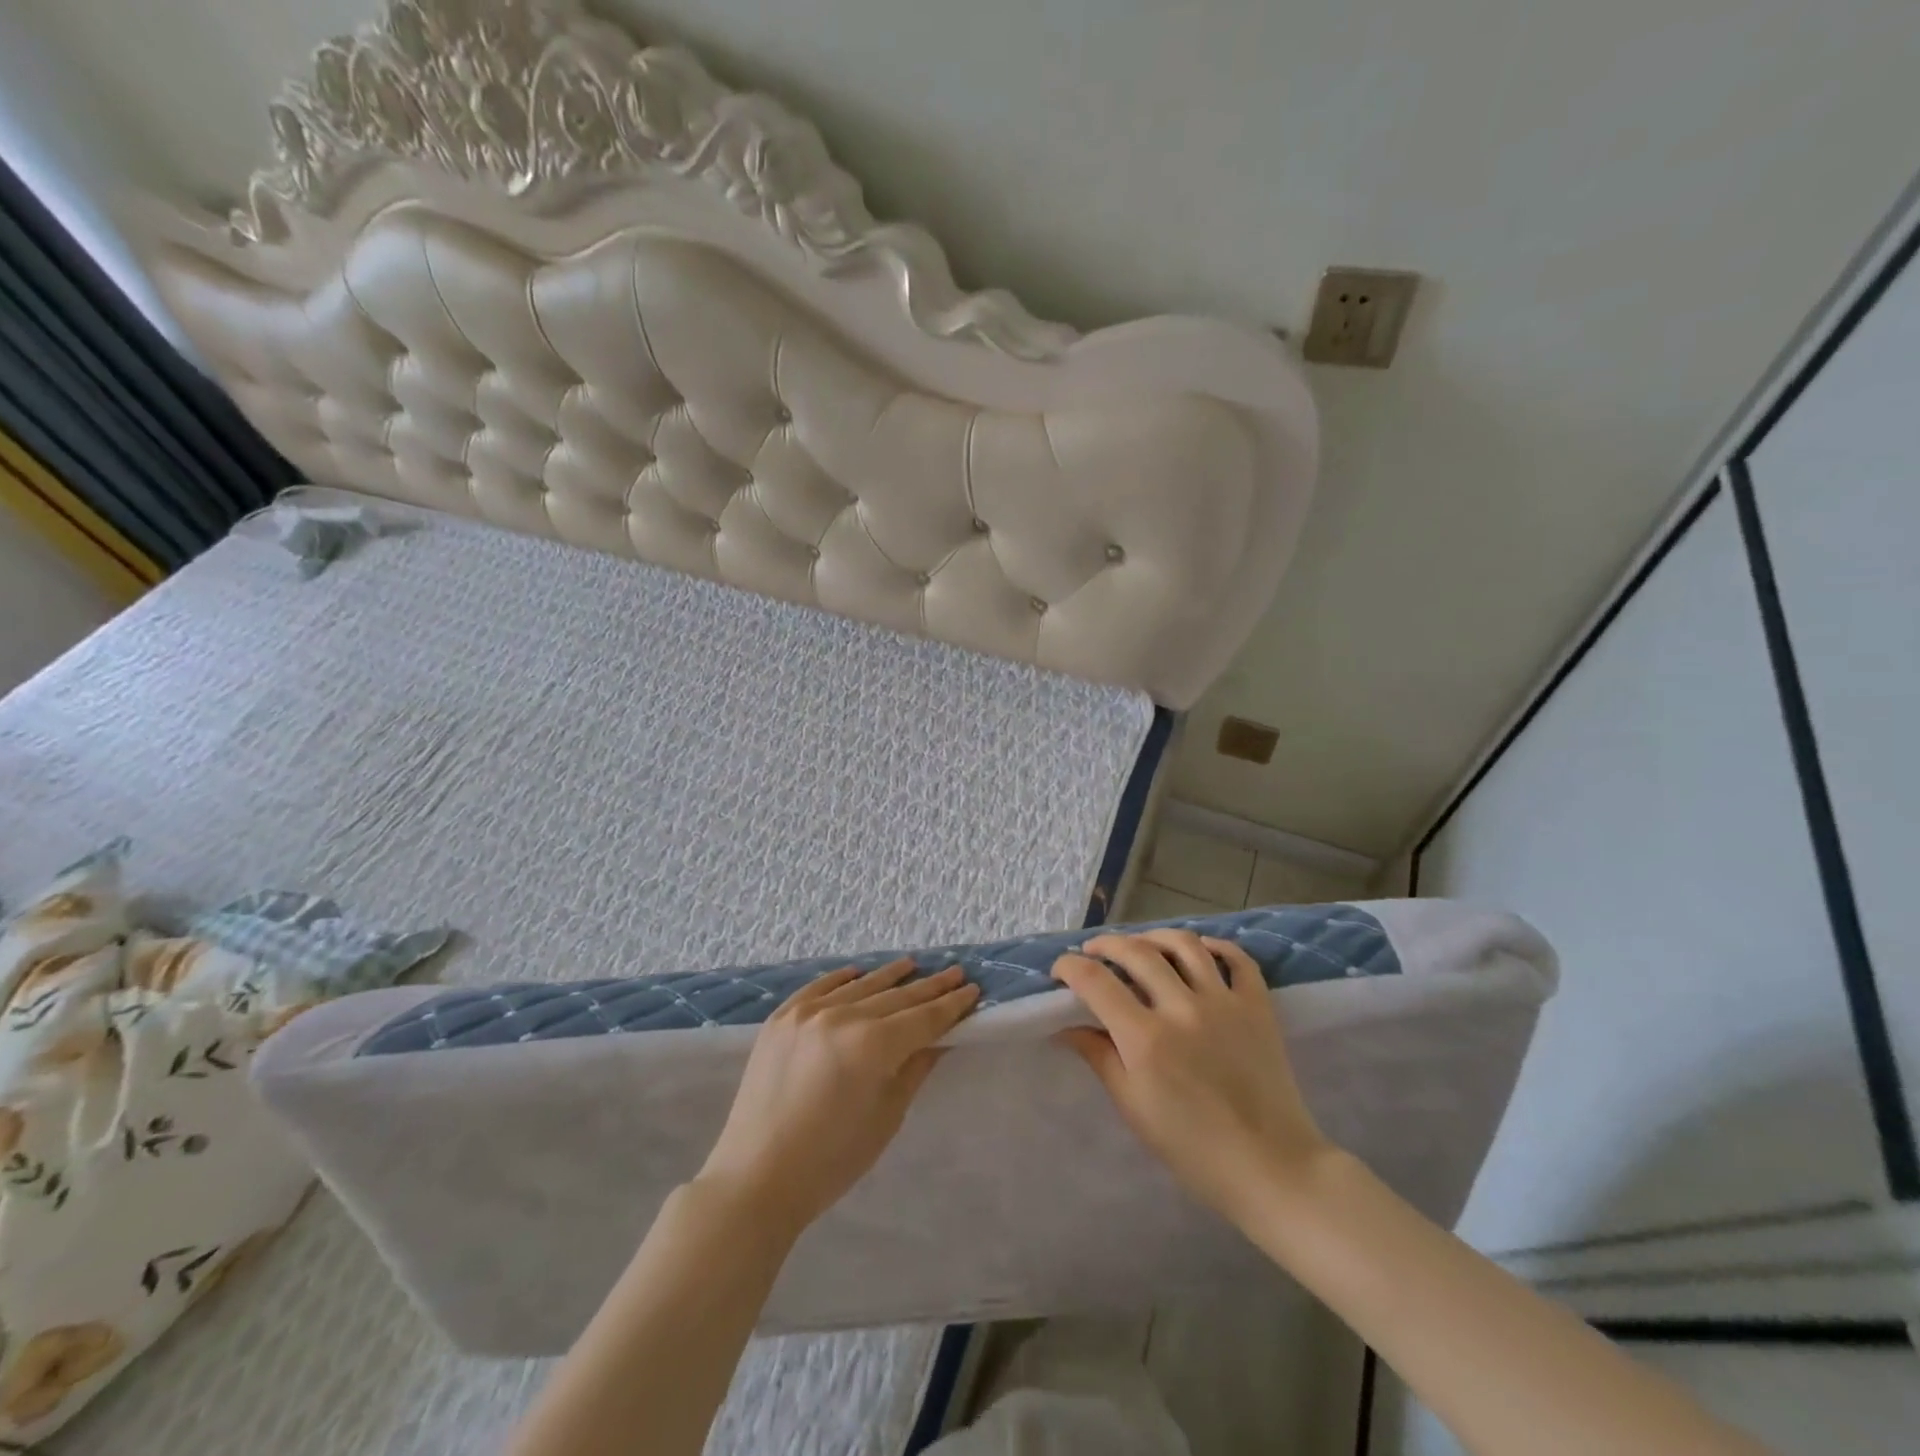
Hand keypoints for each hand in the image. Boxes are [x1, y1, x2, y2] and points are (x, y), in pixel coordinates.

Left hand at [696, 960, 979, 1237]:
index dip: (951, 1005)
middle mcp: (841, 1016)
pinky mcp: (781, 1018)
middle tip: (955, 972)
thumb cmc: (831, 1160)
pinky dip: (842, 978)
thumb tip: (939, 1038)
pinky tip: (859, 972)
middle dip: (928, 986)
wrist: (756, 1177)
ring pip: (860, 986)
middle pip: (896, 997)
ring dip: (890, 975)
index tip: (972, 989)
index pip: (923, 1018)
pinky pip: (819, 986)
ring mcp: (807, 1013)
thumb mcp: (886, 1116)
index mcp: (872, 1045)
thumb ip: (915, 1068)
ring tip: (913, 964)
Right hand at [1052, 930, 1329, 1224]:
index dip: (1070, 967)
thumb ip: (1098, 1056)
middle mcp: (1182, 1008)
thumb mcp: (1133, 1106)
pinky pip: (1237, 959)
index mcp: (1145, 1038)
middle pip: (1136, 952)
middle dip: (1106, 945)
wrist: (1271, 1167)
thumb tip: (1064, 1025)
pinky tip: (1199, 950)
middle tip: (1094, 952)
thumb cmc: (1193, 1148)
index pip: (1095, 981)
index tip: (1060, 970)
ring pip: (1184, 944)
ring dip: (1154, 937)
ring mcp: (1224, 1002)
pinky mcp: (1257, 1006)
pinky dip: (1216, 946)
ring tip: (1141, 945)